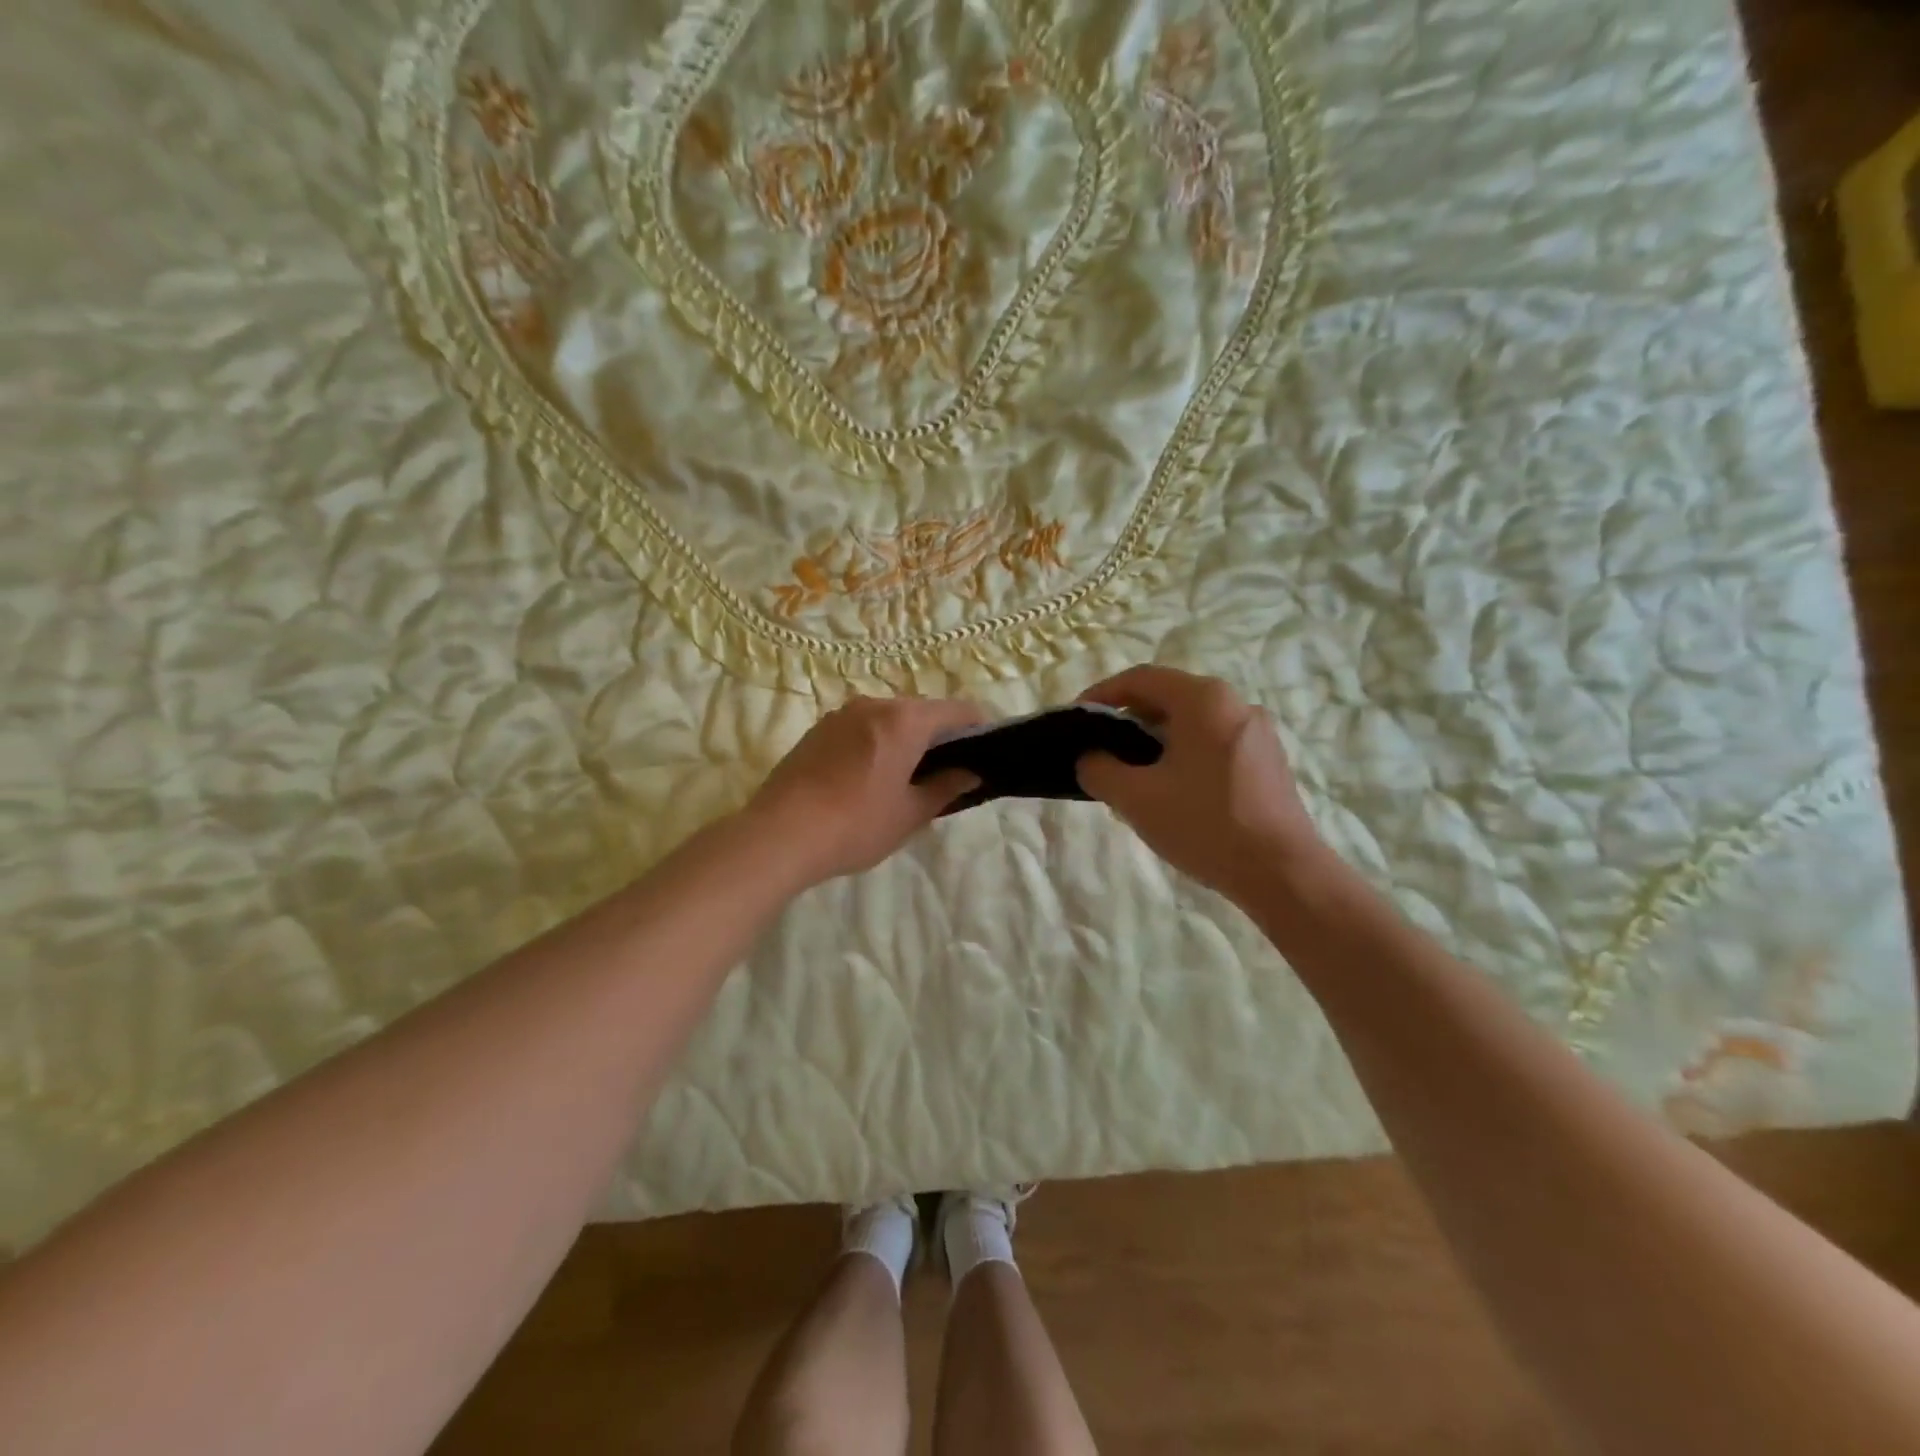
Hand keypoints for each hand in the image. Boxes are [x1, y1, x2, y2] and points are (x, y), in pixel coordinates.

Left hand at [745, 694, 984, 888]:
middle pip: (921, 711)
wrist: (779, 834)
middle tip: (948, 772)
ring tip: (907, 777)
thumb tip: (970, 773)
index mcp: (904, 720)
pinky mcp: (817, 730)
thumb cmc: (856, 824)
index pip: (958, 710)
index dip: (979, 727)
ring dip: (905, 738)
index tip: (986, 752)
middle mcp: (874, 705)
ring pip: (888, 718)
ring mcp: (841, 715)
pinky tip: (869, 777)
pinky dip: (876, 742)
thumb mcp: (910, 813)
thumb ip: (945, 788)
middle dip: (940, 735)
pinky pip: (861, 727)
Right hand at [1075, 666, 1325, 902]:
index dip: (1100, 695)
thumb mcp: (1135, 797)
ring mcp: (1256, 732)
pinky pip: (1211, 743)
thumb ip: (1099, 769)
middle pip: (1167, 698)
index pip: (1139, 679)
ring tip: (1130, 777)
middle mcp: (1234, 703)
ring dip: (1154, 742)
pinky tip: (1170, 792)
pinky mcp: (1267, 760)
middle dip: (1126, 721)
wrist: (1282, 872)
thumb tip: (1090, 758)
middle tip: (1100, 752)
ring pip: (1190, 724)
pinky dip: (1182, 756)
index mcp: (1203, 699)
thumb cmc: (1204, 824)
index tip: (1075, 720)